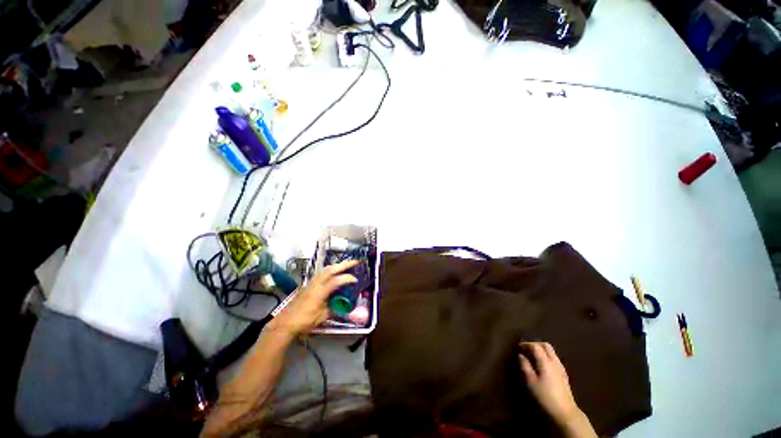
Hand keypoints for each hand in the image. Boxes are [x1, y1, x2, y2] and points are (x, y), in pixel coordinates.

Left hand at [268, 260, 358, 336]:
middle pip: (331, 269)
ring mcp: (310, 283)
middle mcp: (315, 284)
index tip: (356, 279)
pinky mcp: (307, 284)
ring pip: (325, 269)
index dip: (347, 278)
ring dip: (337, 265)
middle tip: (355, 262)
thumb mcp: (321, 318)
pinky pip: (321, 273)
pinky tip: (334, 273)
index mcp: (319, 292)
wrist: (285, 323)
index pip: (336, 281)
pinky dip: (330, 270)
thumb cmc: (303, 322)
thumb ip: (333, 309)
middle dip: (344, 264)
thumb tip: (342, 305)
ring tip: (346, 265)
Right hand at [519, 342, 582, 427]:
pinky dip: (547, 356)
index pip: (535, 346)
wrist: (565, 411)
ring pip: (551, 352)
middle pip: (545, 345)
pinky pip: (554, 358)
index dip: (526, 344)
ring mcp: (561, 367)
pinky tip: (542, 365)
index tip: (518, 347)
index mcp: (545, 361)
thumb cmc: (545, 395)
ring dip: (541, 350)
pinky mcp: (564, 374)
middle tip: (526, 349)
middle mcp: (554, 361)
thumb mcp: (530, 381)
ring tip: (533, 356)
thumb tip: (521, 356)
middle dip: (535, 344)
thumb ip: (525, 366)